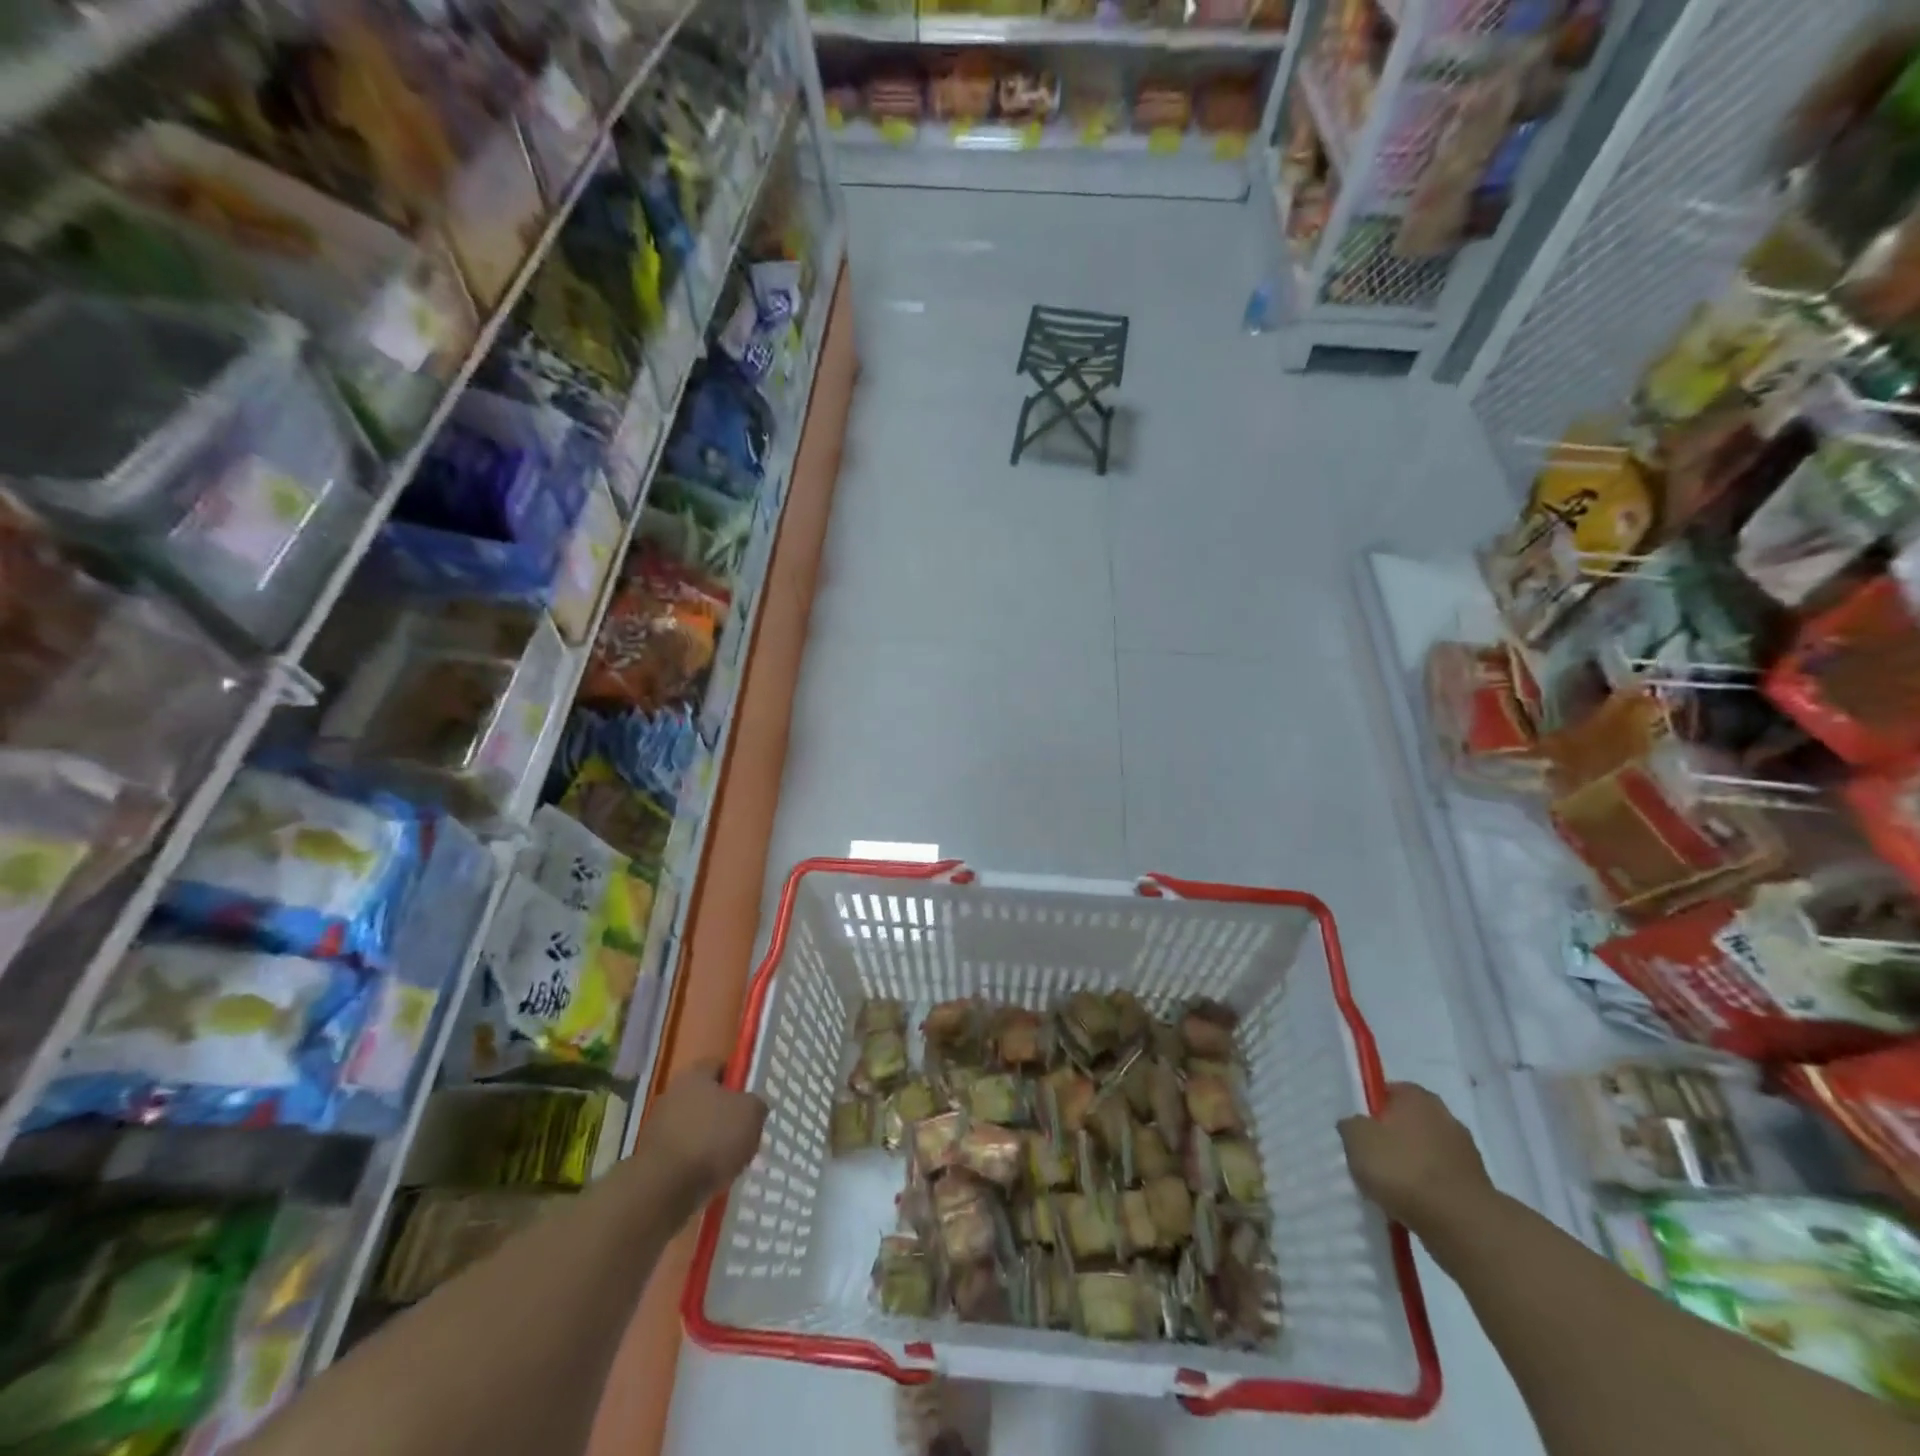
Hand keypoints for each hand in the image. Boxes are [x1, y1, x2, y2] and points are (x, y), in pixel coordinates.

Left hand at [637, 1060, 766, 1212]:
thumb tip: (752, 1106)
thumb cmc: (712, 1139)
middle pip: (707, 1099)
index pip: (720, 1066)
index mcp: (695, 1074)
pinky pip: (684, 1153)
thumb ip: (756, 1104)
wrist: (664, 1189)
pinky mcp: (652, 1158)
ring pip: (695, 1127)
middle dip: (725, 1114)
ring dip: (711, 1140)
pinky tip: (712, 1176)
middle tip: (746, 1131)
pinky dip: (697, 1162)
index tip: (753, 1098)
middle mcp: (673, 1094)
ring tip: (731, 1160)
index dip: (739, 1079)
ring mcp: (658, 1127)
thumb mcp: (752, 1113)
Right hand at [1338, 1082, 1494, 1235]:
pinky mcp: (1476, 1185)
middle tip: (1369, 1160)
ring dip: (1410, 1166)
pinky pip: (1439, 1180)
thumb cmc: (1403, 1169)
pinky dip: (1426, 1190)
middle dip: (1390, 1139)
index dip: (1368, 1111)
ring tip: (1389, 1189)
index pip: (1385, 1092)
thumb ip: (1351, 1125)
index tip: (1357, 1133)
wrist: (1463, 1224)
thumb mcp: (1356, 1138)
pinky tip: (1411, 1206)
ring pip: (1424, 1153)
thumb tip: (1356, 1126)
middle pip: (1406, 1123)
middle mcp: (1444, 1115)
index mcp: (1415, 1095)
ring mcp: (1464, 1151)